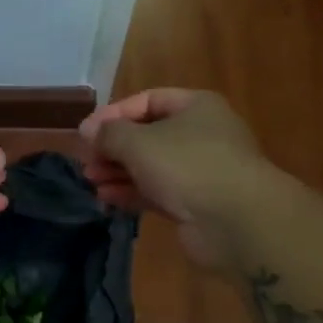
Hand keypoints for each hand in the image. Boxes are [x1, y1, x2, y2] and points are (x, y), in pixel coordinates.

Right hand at [80, 88, 261, 268]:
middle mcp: (201, 134)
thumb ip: (109, 133)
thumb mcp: (138, 142)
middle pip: (148, 135)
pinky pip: (157, 192)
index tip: (85, 132)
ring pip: (151, 166)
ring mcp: (200, 171)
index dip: (114, 114)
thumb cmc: (187, 165)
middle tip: (87, 160)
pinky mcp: (196, 203)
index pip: (148, 100)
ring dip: (119, 171)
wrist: (237, 221)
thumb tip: (88, 129)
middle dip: (114, 147)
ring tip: (91, 180)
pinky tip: (107, 198)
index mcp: (196, 107)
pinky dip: (132, 192)